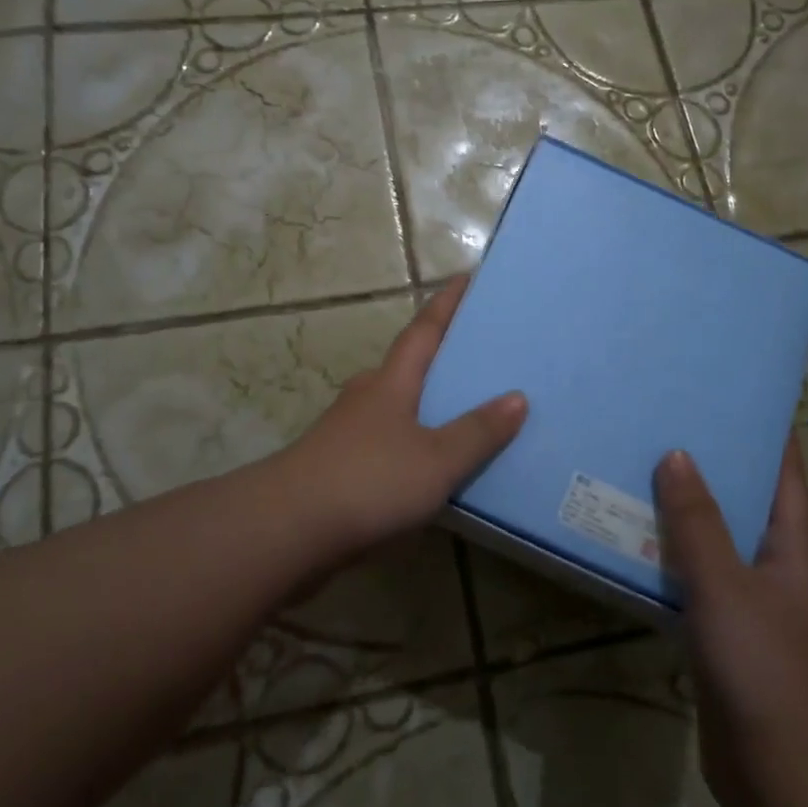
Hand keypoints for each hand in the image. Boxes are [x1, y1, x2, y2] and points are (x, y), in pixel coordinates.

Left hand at [283, 275, 528, 550]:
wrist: (289, 529)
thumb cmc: (368, 481)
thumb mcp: (437, 460)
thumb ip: (478, 432)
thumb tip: (518, 397)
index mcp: (391, 382)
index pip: (424, 330)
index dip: (446, 304)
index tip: (465, 277)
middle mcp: (367, 395)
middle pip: (408, 364)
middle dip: (439, 354)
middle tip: (478, 351)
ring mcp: (348, 429)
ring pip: (396, 403)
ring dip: (424, 400)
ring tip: (462, 407)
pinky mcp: (339, 463)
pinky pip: (387, 438)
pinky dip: (412, 438)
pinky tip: (428, 460)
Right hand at [654, 434, 807, 806]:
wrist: (776, 772)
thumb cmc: (760, 665)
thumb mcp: (724, 584)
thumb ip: (697, 522)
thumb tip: (676, 456)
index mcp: (791, 549)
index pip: (787, 477)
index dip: (773, 436)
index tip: (744, 398)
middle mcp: (775, 569)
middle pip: (747, 503)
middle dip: (717, 465)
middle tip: (673, 424)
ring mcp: (750, 603)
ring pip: (717, 541)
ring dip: (689, 511)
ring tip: (645, 469)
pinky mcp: (724, 634)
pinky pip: (696, 579)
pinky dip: (672, 557)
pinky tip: (637, 541)